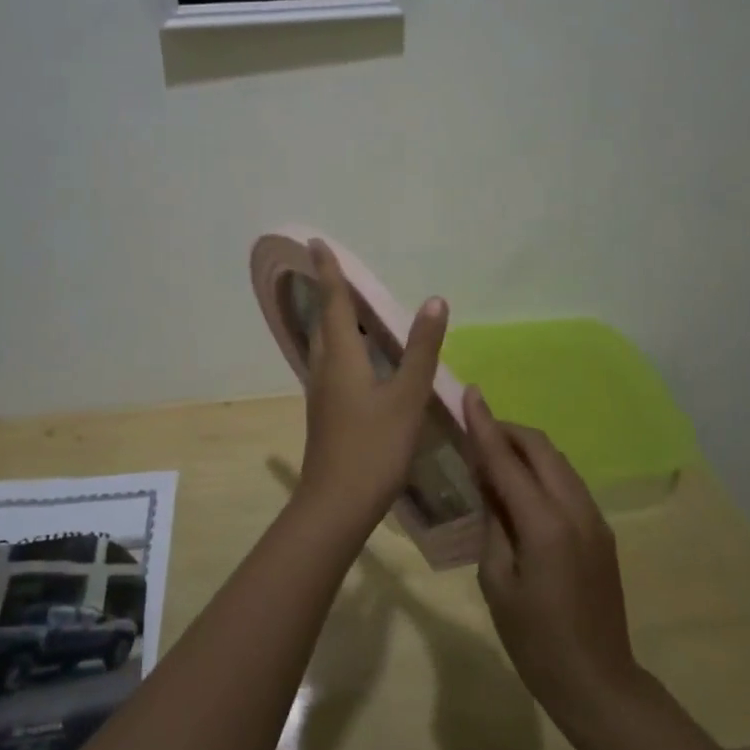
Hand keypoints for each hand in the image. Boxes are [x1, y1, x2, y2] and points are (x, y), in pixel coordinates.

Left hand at [298, 239, 448, 522]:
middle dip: (328, 293)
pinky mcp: (326, 413)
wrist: (336, 505)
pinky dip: (341, 347)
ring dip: (333, 320)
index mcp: (341, 358)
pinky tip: (357, 360)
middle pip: (324, 321)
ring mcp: (322, 393)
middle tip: (335, 271)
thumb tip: (434, 300)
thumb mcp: (406, 398)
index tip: (315, 243)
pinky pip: (330, 365)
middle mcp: (324, 369)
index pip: (333, 303)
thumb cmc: (373, 448)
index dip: (328, 272)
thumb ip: (420, 350)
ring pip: (325, 345)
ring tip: (350, 308)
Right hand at [465, 386, 640, 725]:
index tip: (470, 393)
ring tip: (494, 458)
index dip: (485, 425)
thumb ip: (493, 524)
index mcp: (544, 525)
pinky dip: (542, 472)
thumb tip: (489, 485)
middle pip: (541, 448)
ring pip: (558, 462)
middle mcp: (575, 510)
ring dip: (527, 449)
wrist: (598, 682)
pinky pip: (568, 483)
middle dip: (508, 430)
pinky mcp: (602, 531)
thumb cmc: (535, 640)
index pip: (507, 460)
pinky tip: (522, 489)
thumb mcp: (497, 582)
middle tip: (476, 429)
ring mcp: (594, 518)